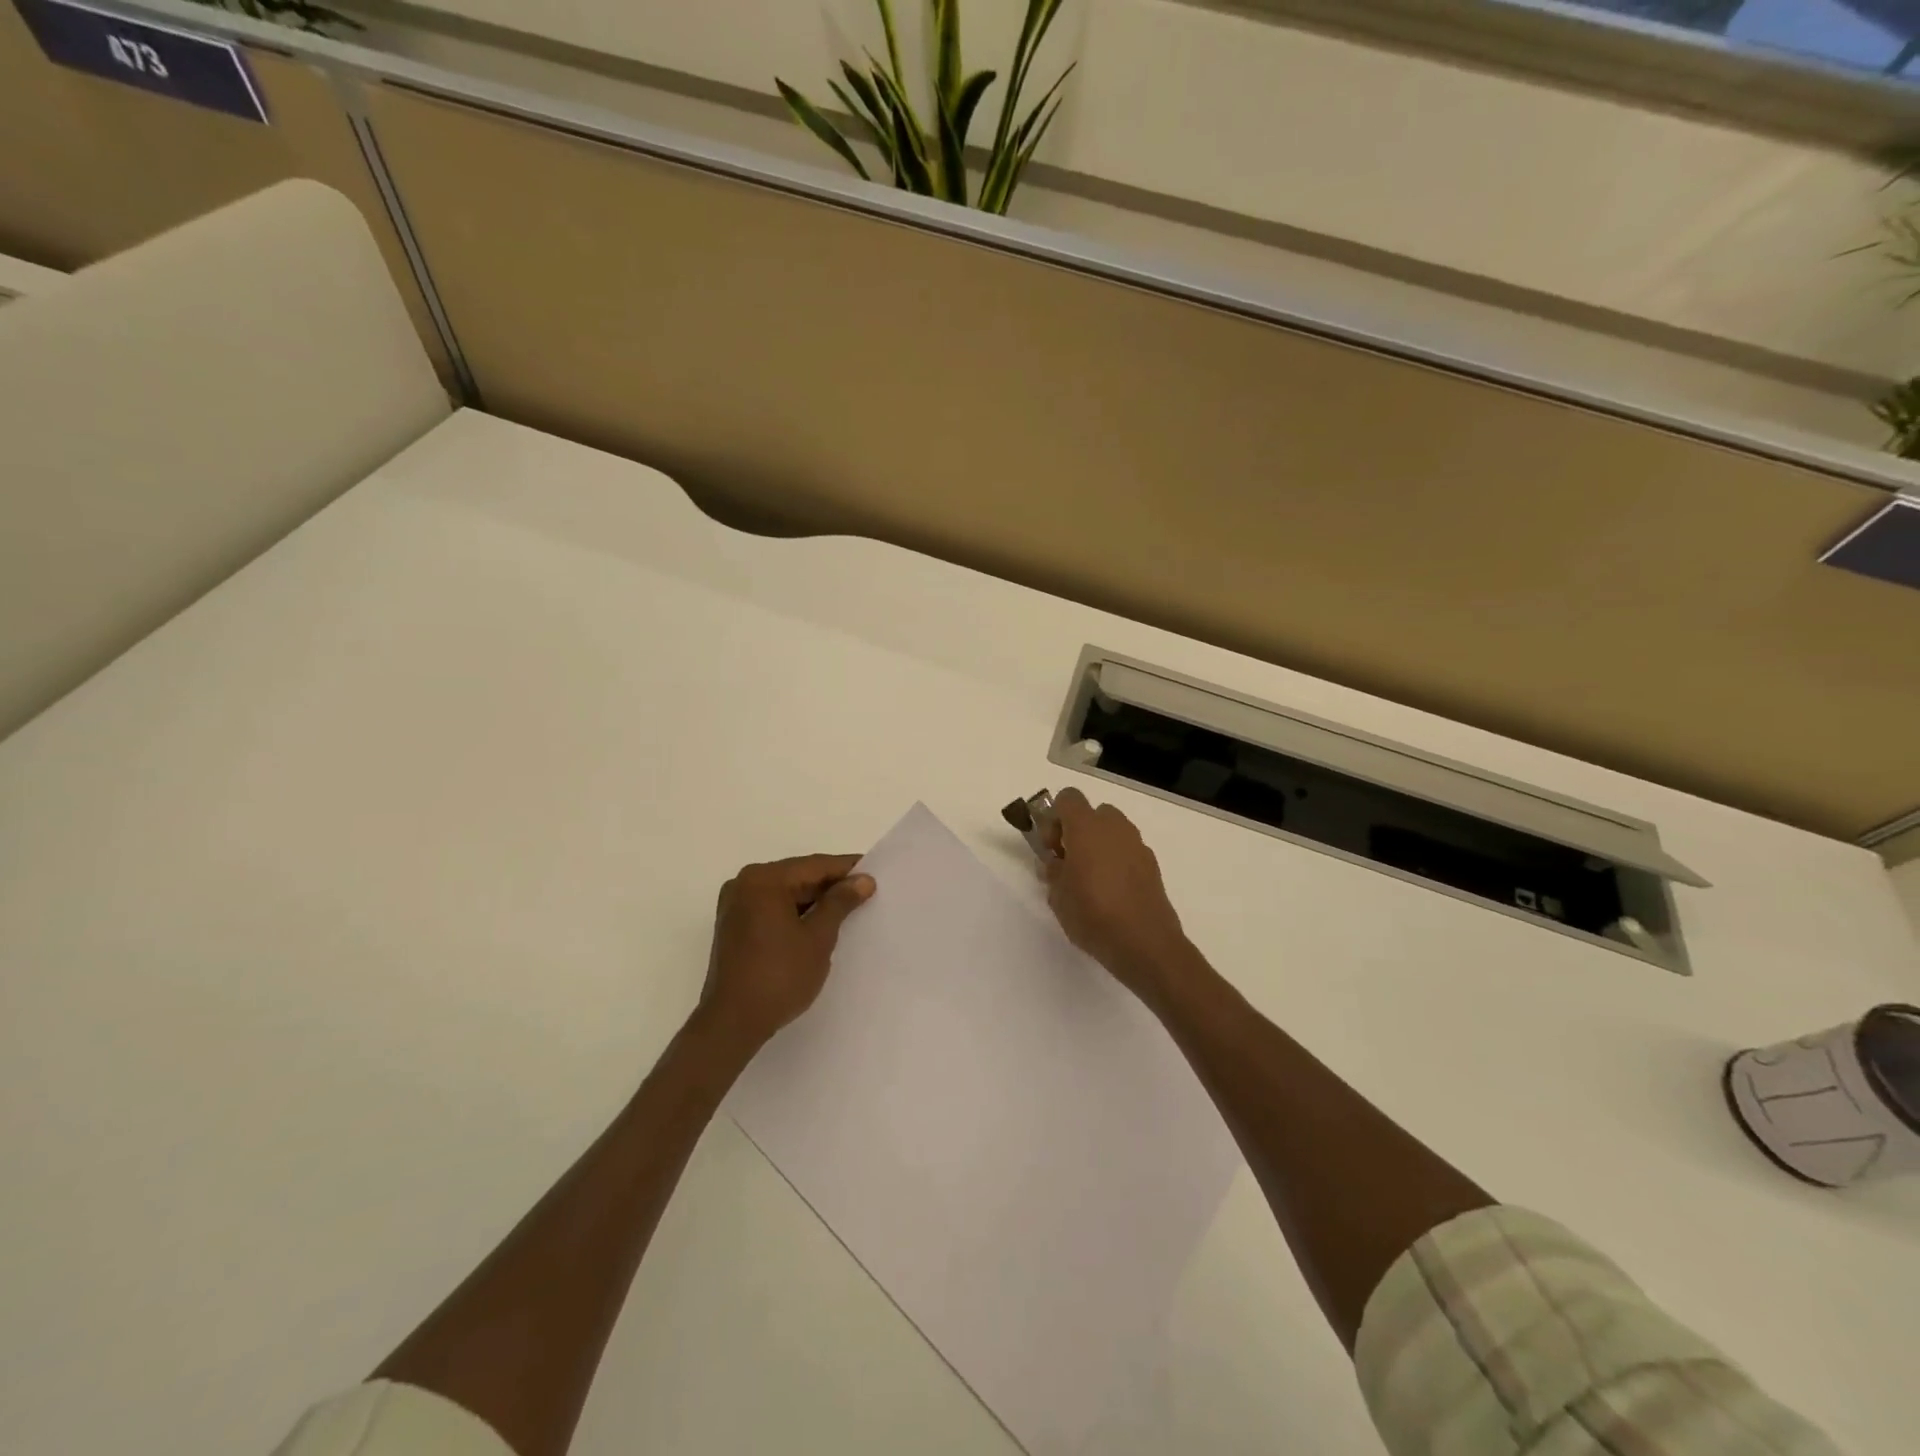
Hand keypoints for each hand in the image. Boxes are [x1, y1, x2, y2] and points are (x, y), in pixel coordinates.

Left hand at [698, 854, 875, 1050]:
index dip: (847, 869)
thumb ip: (840, 902)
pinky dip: (795, 913)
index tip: (875, 873)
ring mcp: (735, 906)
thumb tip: (863, 879)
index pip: (814, 865)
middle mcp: (744, 884)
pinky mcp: (734, 926)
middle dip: (831, 886)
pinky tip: (819, 924)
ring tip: (848, 910)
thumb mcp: (818, 937)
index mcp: (763, 880)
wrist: (732, 1024)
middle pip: (798, 876)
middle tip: (866, 893)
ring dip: (814, 901)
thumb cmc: (779, 976)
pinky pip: (772, 908)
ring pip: (785, 893)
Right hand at [1044, 788, 1199, 1007]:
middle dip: (1078, 831)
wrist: (1145, 944)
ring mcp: (1137, 844)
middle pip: (1092, 812)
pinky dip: (1117, 860)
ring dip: (1099, 845)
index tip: (1052, 847)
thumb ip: (1053, 871)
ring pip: (1112, 831)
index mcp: (1086, 827)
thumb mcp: (1057, 896)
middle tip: (1069, 863)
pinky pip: (1127, 850)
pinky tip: (1112, 892)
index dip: (1055, 818)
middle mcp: (1114, 827)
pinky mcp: (1152, 864)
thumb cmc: (1093, 914)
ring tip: (1090, 880)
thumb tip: (1056, 862)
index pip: (1067, 798)